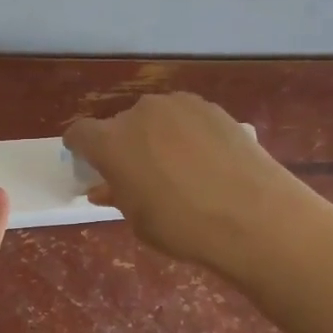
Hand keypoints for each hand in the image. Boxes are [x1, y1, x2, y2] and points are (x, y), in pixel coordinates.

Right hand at [64, 93, 297, 268]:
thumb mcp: (139, 220)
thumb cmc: (182, 227)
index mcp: (111, 143)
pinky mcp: (211, 107)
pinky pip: (185, 117)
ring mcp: (178, 106)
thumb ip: (116, 195)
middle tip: (139, 174)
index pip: (79, 133)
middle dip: (122, 145)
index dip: (80, 148)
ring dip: (154, 136)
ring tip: (176, 167)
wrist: (253, 216)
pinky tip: (204, 160)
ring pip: (154, 118)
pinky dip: (185, 133)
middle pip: (119, 125)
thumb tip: (105, 187)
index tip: (88, 163)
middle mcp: (139, 114)